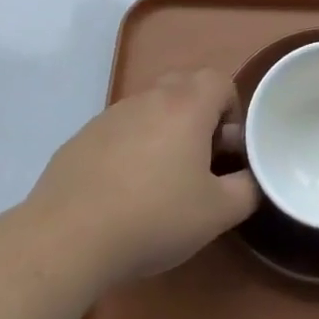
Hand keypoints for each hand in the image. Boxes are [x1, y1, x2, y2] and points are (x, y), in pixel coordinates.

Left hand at [31, 68, 258, 288]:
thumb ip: (246, 189)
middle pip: (184, 86)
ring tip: (159, 182)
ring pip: (149, 109)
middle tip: (199, 160)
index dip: (231, 111)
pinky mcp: (82, 137)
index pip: (220, 80)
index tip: (227, 151)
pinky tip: (122, 193)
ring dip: (163, 132)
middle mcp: (149, 98)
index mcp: (187, 105)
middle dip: (199, 116)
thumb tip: (250, 179)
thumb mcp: (217, 213)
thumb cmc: (154, 217)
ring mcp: (111, 115)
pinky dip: (129, 150)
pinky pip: (119, 132)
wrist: (68, 237)